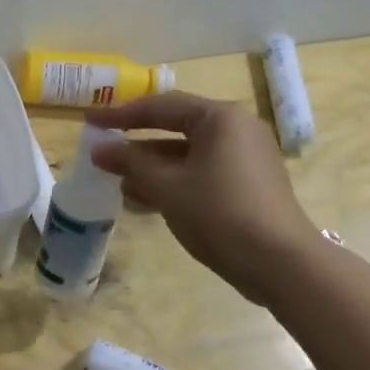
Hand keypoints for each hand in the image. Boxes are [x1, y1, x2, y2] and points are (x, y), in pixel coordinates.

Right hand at [87, 91, 317, 301]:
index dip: (121, 114)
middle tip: (102, 152)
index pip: (161, 106)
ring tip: (117, 184)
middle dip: (137, 145)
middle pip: (175, 128)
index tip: (90, 121)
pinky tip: (144, 201)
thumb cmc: (219, 213)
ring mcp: (244, 158)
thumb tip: (99, 150)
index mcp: (220, 119)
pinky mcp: (247, 185)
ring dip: (151, 168)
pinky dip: (173, 182)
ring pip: (186, 155)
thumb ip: (131, 164)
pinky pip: (200, 173)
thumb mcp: (167, 187)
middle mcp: (236, 130)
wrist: (279, 263)